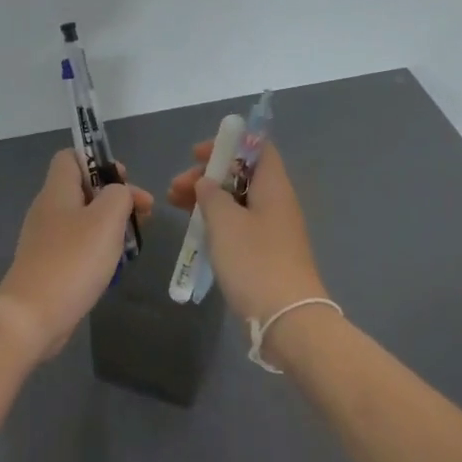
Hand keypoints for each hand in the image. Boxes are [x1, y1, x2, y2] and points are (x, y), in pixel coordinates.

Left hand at [0, 151, 154, 360]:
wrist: (33, 316)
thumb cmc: (73, 261)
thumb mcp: (106, 219)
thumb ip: (119, 195)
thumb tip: (119, 193)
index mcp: (56, 191)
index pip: (71, 157)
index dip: (99, 161)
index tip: (124, 181)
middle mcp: (47, 210)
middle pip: (83, 190)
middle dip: (115, 198)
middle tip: (143, 215)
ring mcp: (45, 240)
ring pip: (83, 221)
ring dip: (110, 226)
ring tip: (133, 242)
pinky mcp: (49, 266)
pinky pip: (78, 247)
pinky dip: (98, 251)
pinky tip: (113, 267)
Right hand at [168, 141, 328, 333]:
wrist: (286, 317)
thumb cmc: (254, 261)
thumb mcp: (225, 222)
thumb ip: (212, 195)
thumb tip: (207, 183)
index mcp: (274, 187)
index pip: (258, 148)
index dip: (228, 144)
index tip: (197, 156)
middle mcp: (277, 203)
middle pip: (242, 176)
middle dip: (207, 177)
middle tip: (175, 189)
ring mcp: (273, 230)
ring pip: (237, 202)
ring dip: (207, 200)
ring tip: (174, 206)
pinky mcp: (266, 254)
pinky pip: (239, 226)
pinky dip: (217, 222)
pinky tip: (196, 231)